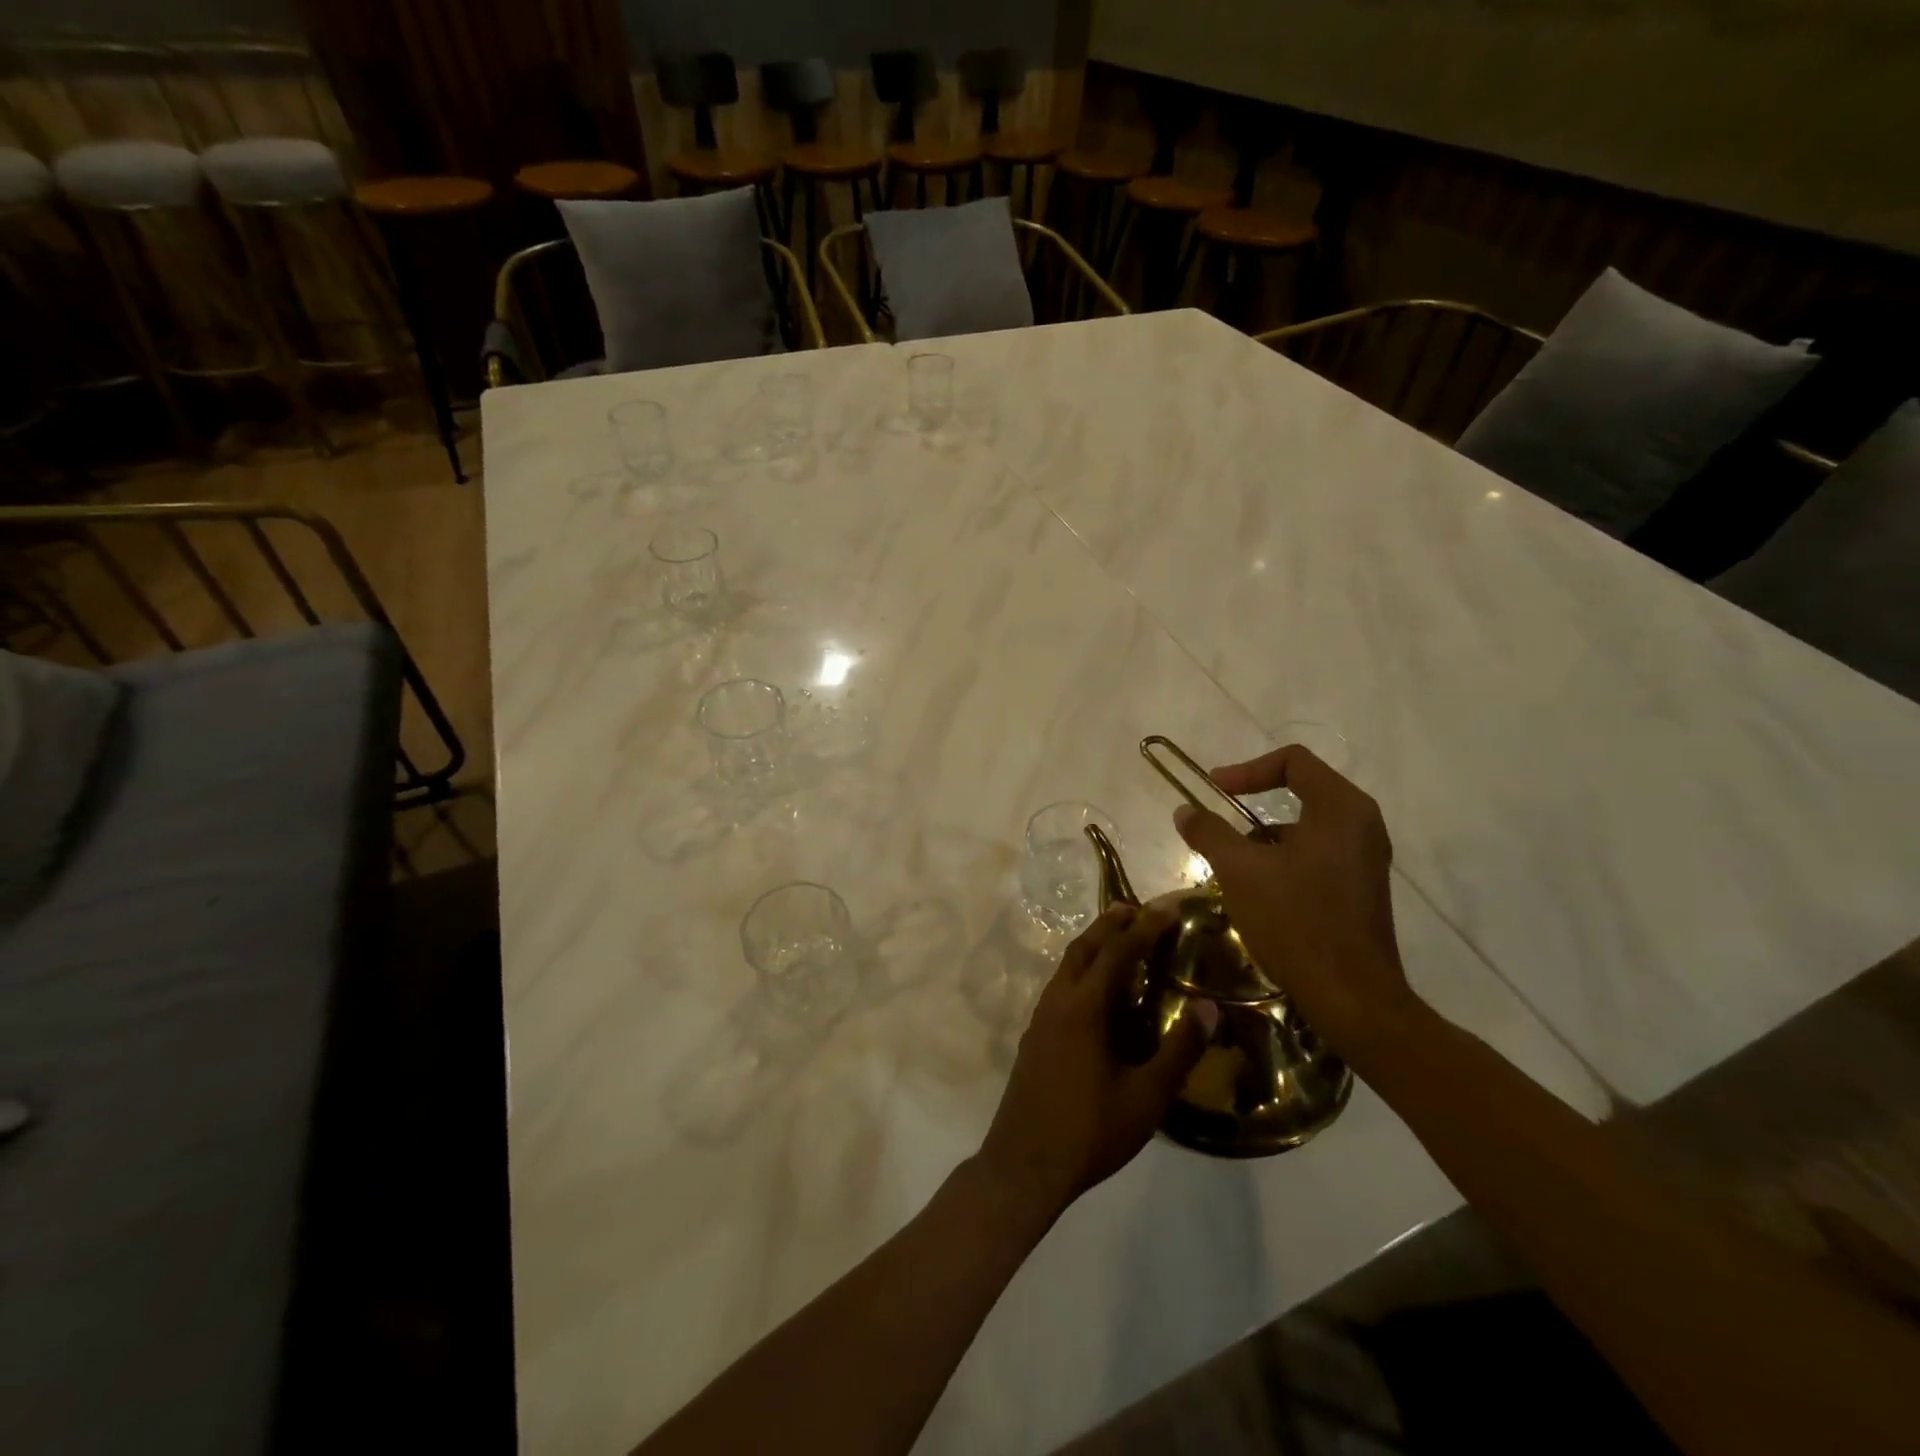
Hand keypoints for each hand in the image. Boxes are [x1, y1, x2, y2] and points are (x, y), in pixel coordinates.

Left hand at [975, 905, 1204, 1222]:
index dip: (1145, 926)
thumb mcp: (1146, 1097)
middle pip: (1084, 947)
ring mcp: (1041, 1016)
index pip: (1118, 952)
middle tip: (1138, 909)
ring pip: (1068, 964)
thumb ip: (1179, 1050)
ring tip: (1119, 937)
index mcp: (1084, 1007)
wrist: (1024, 1164)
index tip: (1168, 907)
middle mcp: (1058, 1000)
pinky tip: (1096, 988)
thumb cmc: (1090, 1131)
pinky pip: (1061, 984)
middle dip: (1111, 923)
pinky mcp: (1035, 1034)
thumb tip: (1208, 1007)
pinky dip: (1082, 968)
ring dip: (1094, 943)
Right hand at [1173, 745, 1417, 1061]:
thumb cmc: (1296, 922)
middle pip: (1303, 789)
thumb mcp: (1239, 871)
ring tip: (1234, 864)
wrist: (1351, 997)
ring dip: (1267, 835)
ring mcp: (1367, 857)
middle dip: (1256, 802)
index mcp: (1341, 808)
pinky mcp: (1363, 887)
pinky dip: (1286, 857)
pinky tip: (1261, 890)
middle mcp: (1362, 824)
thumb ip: (1210, 832)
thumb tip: (1185, 810)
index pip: (1294, 761)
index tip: (1216, 790)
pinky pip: (1320, 852)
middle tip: (1222, 820)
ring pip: (1309, 825)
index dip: (1248, 769)